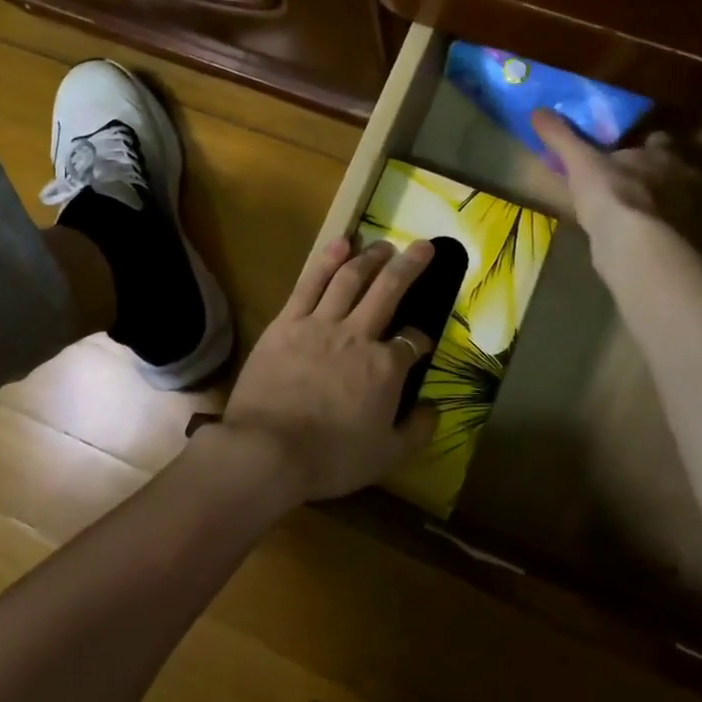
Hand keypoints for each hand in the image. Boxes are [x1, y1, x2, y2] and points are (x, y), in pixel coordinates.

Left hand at [209, 238, 440, 502]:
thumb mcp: (386, 456)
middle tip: (424, 246)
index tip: (421, 344)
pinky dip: (327, 259)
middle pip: (389, 290)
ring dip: (370, 258)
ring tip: (384, 246)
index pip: (412, 342)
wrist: (267, 450)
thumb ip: (417, 431)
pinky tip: (340, 243)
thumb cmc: (330, 458)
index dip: (420, 340)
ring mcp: (320, 324)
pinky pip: (309, 283)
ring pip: (350, 279)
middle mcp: (358, 335)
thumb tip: (434, 409)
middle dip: (410, 267)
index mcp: (385, 367)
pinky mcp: (287, 322)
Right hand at [531, 110, 699, 285]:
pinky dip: (642, 227)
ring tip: (619, 206)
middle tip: (620, 176)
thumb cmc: (611, 192)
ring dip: (646, 201)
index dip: (645, 141)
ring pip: (662, 200)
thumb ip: (562, 137)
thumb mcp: (580, 161)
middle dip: (646, 172)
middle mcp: (678, 181)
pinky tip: (623, 232)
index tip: (627, 144)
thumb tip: (537, 110)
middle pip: (664, 170)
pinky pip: (655, 228)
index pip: (659, 140)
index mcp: (660, 155)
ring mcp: (678, 215)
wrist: (631, 245)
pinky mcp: (670, 242)